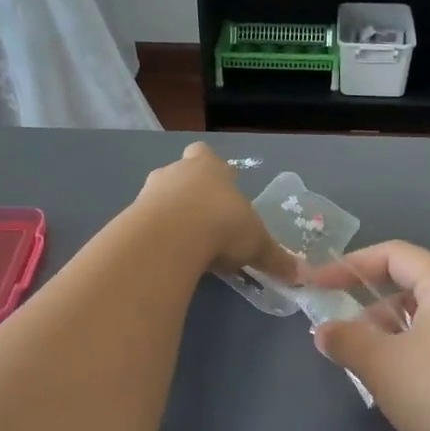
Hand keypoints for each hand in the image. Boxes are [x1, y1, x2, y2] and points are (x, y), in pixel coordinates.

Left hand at [136, 143, 297, 283]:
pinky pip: (144, 222)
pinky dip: (155, 236)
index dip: (212, 170)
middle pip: (180, 174)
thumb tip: (298, 276)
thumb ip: (274, 258)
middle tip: (204, 220)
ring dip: (170, 215)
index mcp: (209, 167)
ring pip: (159, 197)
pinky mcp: (131, 215)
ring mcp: (149, 191)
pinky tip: (166, 256)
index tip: (220, 191)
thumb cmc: (223, 225)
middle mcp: (177, 172)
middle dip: (190, 193)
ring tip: (185, 244)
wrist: (172, 236)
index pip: (206, 155)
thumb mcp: (257, 243)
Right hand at [312, 241, 429, 430]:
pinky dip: (407, 360)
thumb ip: (346, 340)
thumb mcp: (381, 362)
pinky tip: (391, 389)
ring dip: (385, 337)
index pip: (393, 254)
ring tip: (358, 364)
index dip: (350, 264)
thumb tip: (323, 330)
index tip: (316, 284)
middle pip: (409, 288)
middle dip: (367, 305)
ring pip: (421, 324)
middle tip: (336, 332)